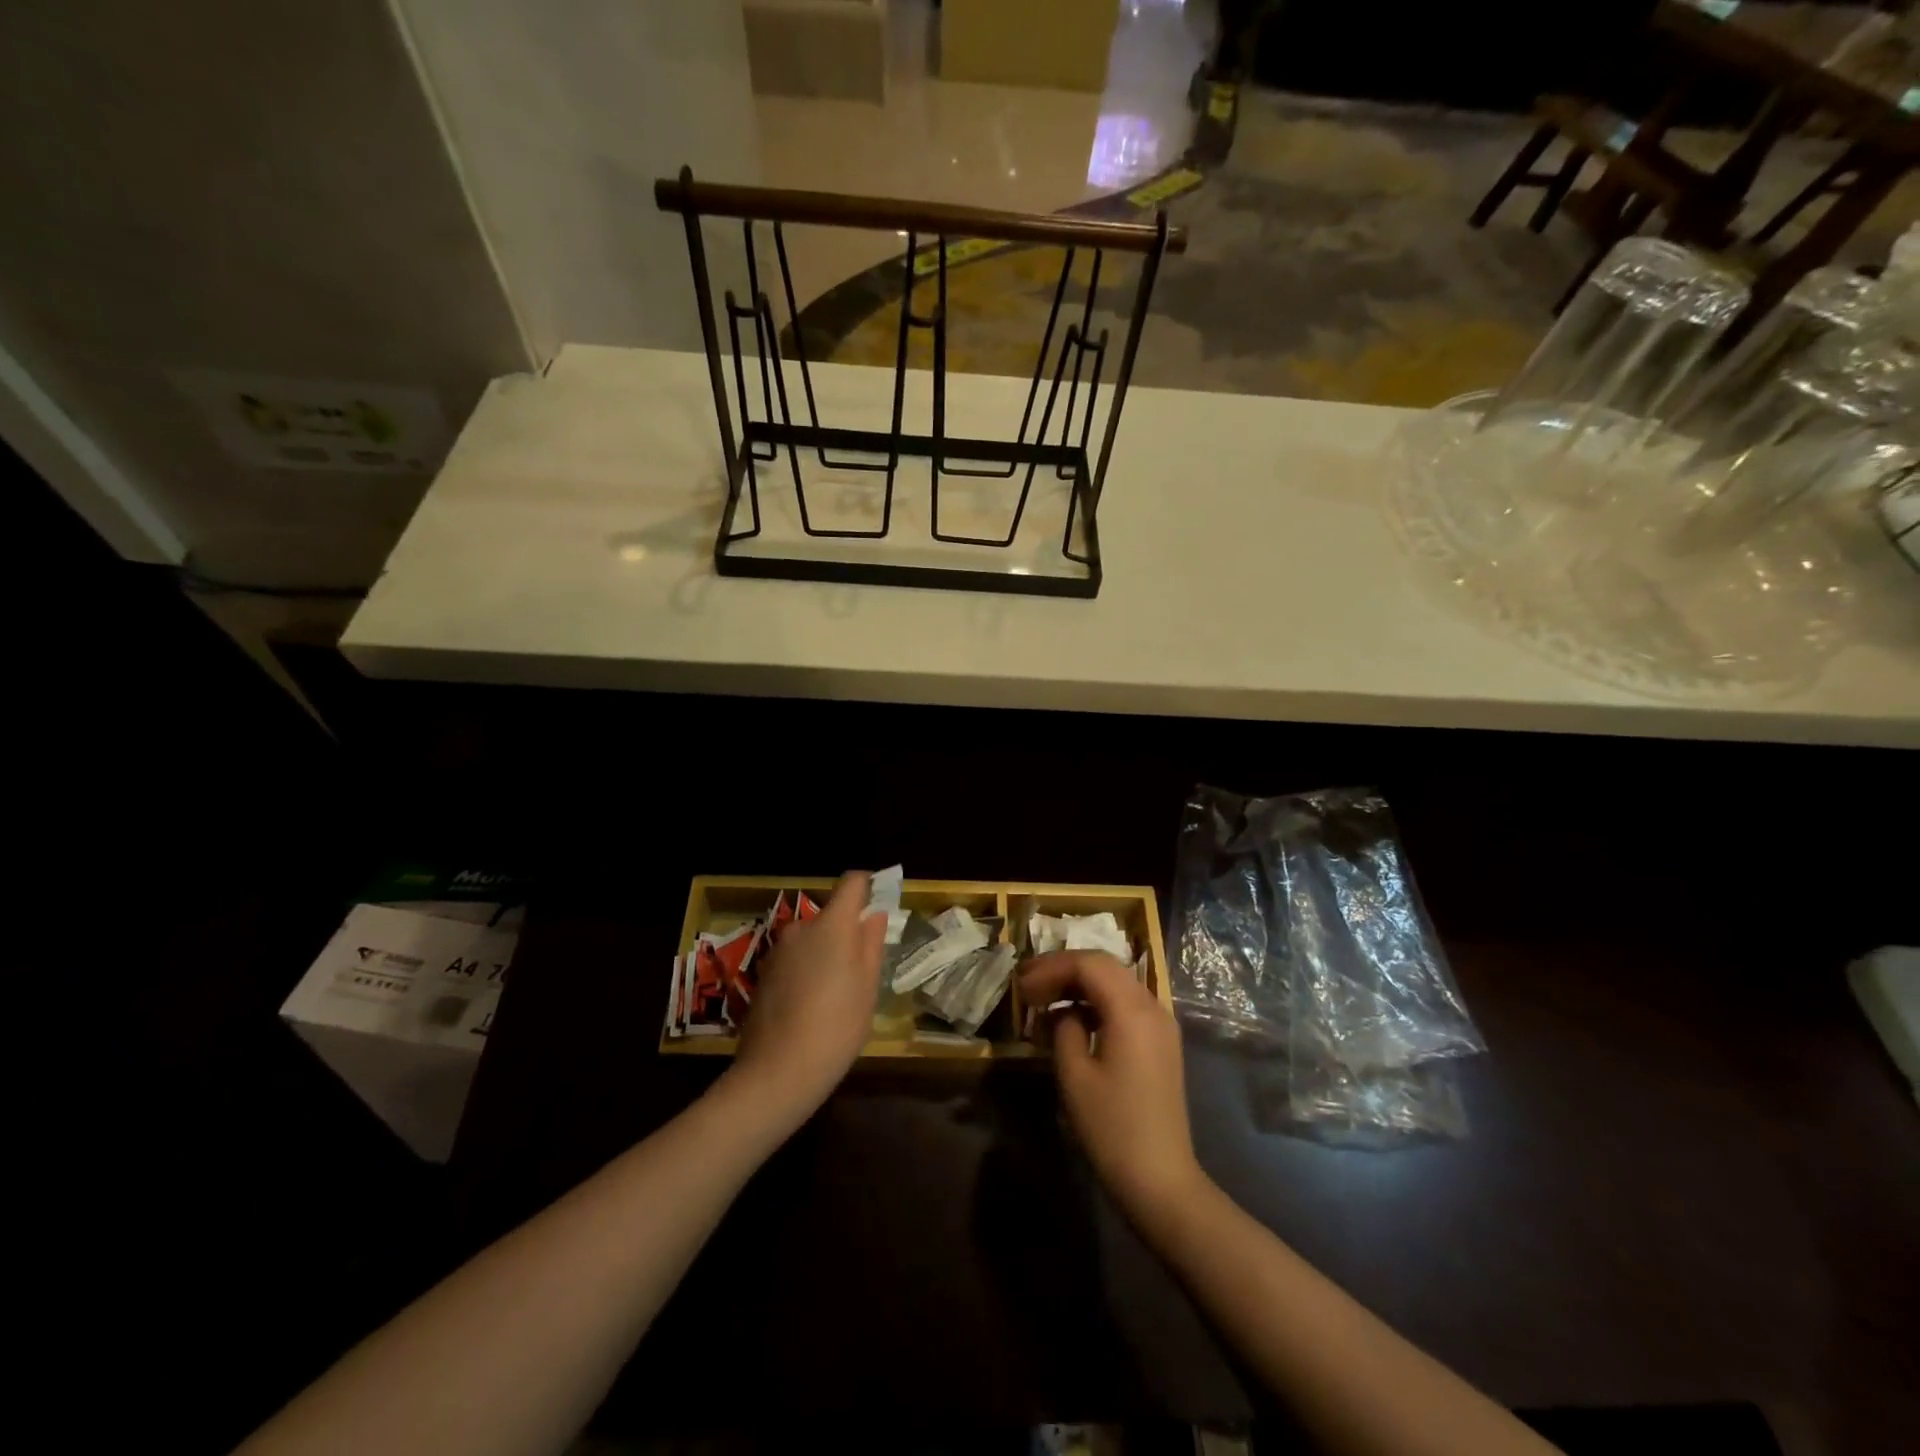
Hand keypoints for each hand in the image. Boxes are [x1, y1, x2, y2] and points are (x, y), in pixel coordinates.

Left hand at [726, 872, 886, 1127]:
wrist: (778, 1071)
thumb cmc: (837, 1025)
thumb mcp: (868, 986)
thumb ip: (871, 943)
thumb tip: (874, 915)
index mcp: (832, 924)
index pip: (852, 882)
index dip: (867, 886)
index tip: (878, 902)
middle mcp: (801, 928)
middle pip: (829, 916)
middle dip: (845, 933)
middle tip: (861, 968)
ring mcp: (778, 951)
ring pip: (810, 940)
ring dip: (824, 954)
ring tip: (836, 994)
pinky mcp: (763, 974)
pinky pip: (793, 961)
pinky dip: (805, 972)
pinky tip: (810, 1007)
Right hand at [1020, 951, 1206, 1220]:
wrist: (1161, 1180)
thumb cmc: (1112, 1128)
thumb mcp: (1074, 1074)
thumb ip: (1064, 1028)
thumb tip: (1062, 1011)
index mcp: (1132, 1010)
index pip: (1089, 964)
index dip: (1051, 967)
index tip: (1022, 984)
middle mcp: (1152, 1006)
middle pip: (1104, 966)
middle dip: (1064, 970)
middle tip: (1028, 986)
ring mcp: (1161, 1024)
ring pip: (1116, 983)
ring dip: (1080, 984)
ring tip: (1044, 1000)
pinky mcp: (1161, 1042)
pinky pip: (1126, 1004)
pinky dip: (1097, 1002)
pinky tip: (1073, 1019)